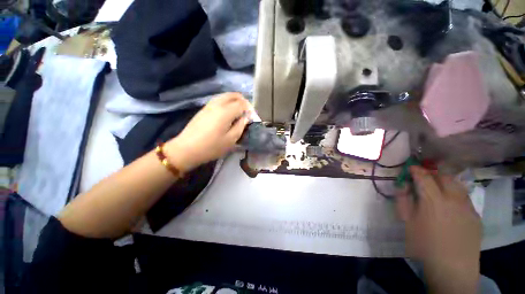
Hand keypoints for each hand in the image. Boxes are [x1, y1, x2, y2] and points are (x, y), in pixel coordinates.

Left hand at [165, 93, 250, 172]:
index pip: (242, 103)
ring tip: (239, 112)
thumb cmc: (212, 147)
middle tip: (247, 112)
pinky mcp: (204, 109)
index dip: (250, 109)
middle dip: (243, 101)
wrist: (187, 149)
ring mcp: (209, 105)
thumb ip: (241, 126)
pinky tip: (228, 113)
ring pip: (225, 96)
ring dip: (235, 101)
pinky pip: (219, 100)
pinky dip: (227, 102)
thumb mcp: (231, 139)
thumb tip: (246, 118)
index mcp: (226, 111)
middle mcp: (218, 104)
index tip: (252, 118)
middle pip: (234, 95)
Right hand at [396, 166, 481, 293]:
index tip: (410, 168)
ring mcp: (468, 207)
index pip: (424, 176)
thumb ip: (403, 200)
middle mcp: (453, 199)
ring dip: (445, 182)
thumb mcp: (407, 222)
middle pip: (444, 176)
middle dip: (432, 174)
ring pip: (457, 185)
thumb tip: (402, 186)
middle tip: (424, 179)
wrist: (452, 268)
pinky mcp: (476, 216)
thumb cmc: (424, 245)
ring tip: (438, 189)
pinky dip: (455, 194)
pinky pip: (465, 197)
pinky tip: (450, 206)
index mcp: (433, 200)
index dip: (416, 170)